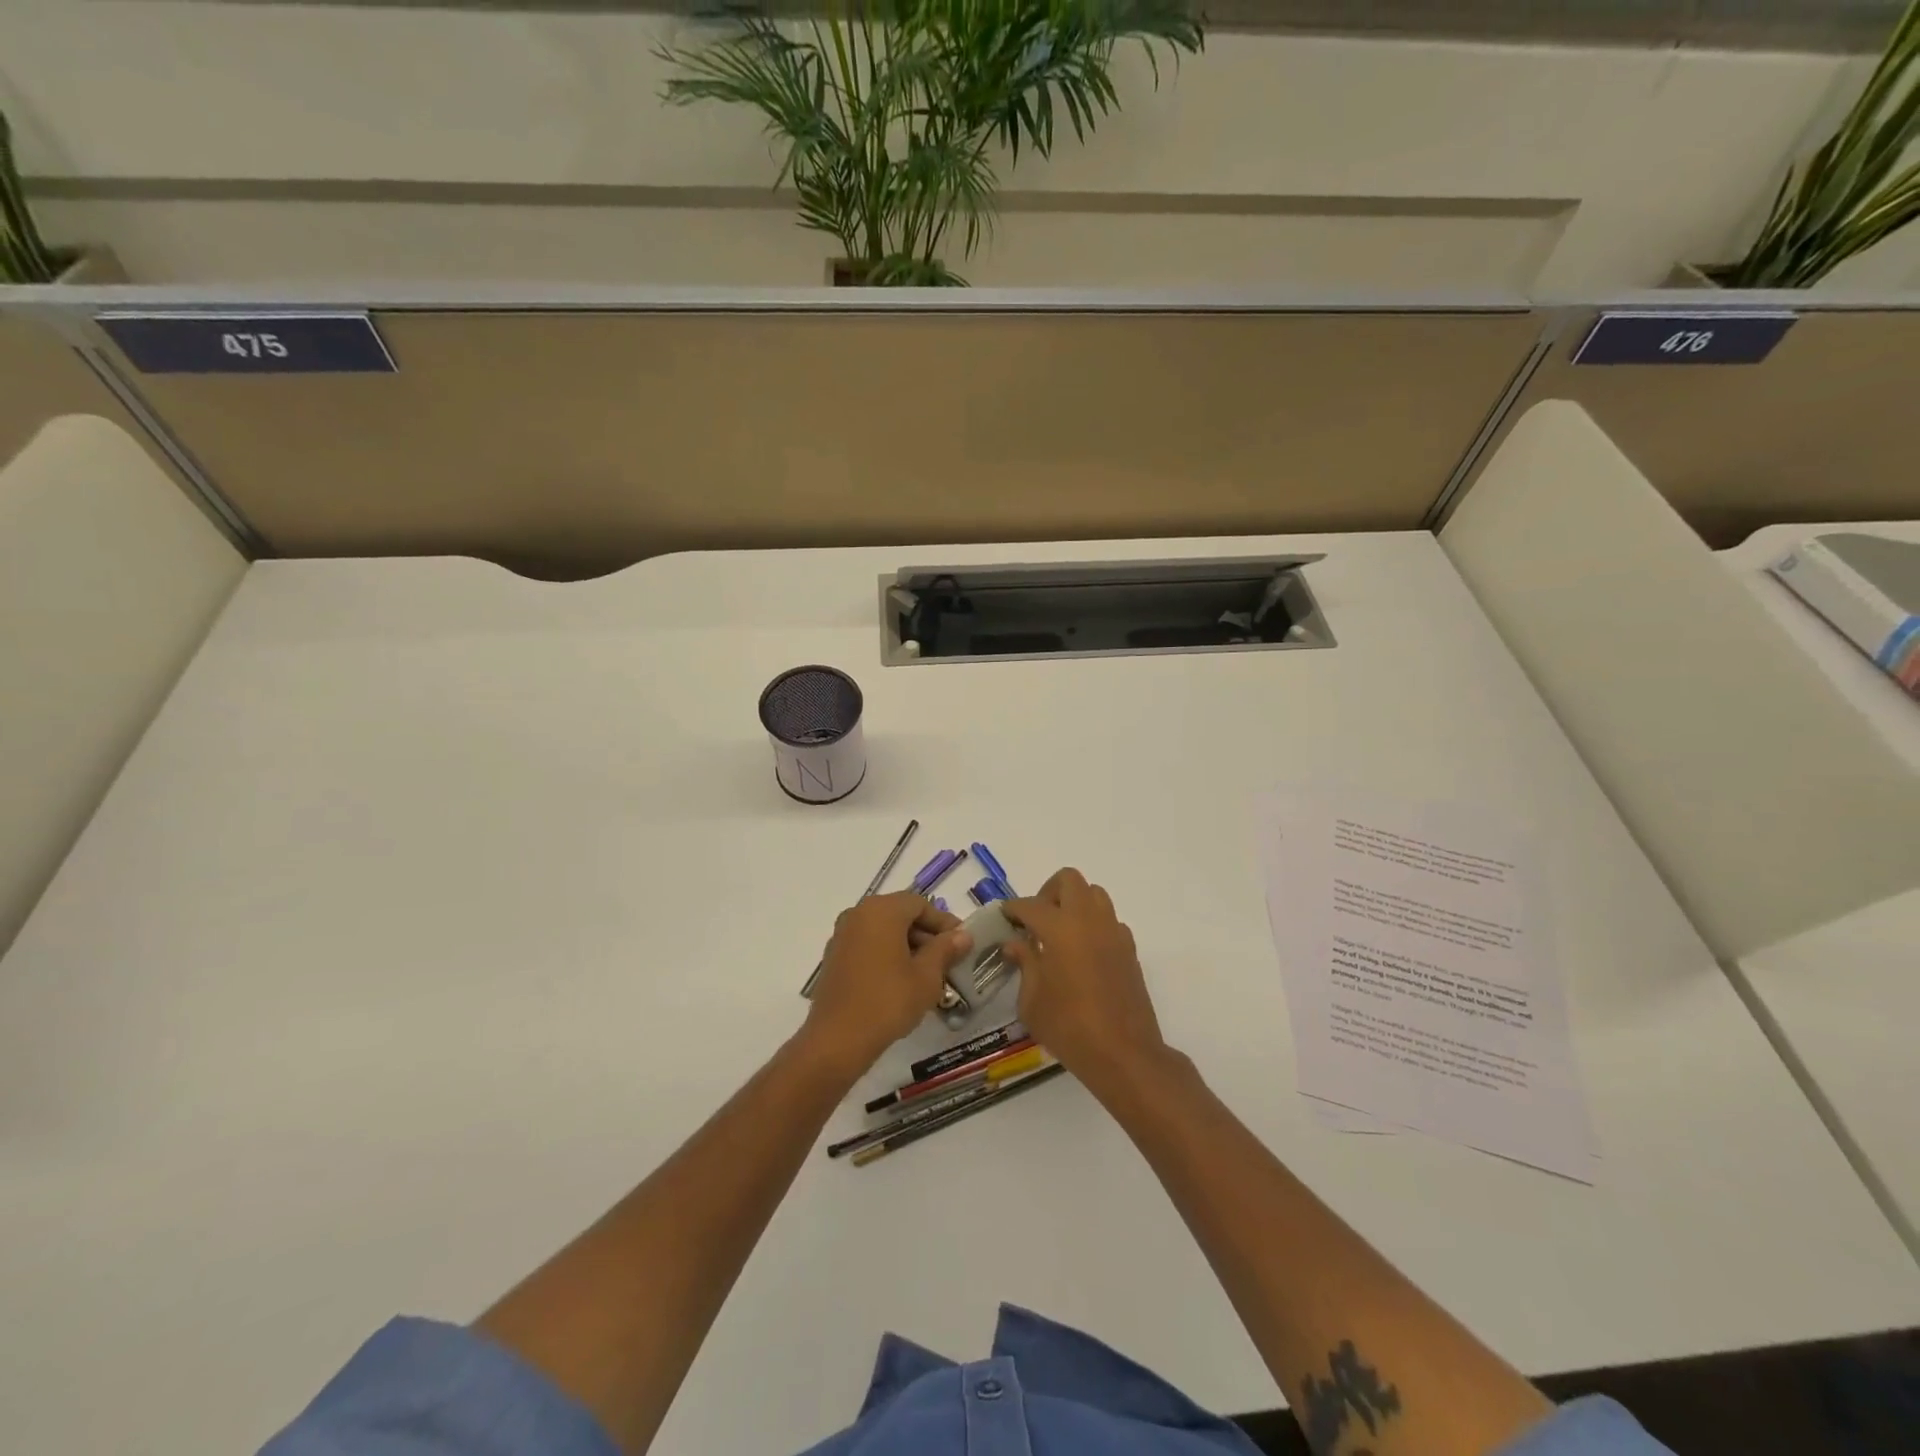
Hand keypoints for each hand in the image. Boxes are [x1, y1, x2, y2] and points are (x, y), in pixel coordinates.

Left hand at [804, 892, 971, 1078]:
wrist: (837, 1040)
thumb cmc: (888, 1001)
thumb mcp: (926, 976)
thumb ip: (945, 949)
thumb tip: (963, 935)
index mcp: (881, 910)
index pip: (920, 904)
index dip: (944, 922)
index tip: (961, 943)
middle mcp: (858, 914)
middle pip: (900, 915)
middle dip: (926, 935)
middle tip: (948, 961)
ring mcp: (842, 935)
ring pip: (884, 931)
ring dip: (908, 946)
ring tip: (928, 975)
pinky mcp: (834, 957)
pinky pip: (868, 945)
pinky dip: (887, 955)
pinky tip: (901, 982)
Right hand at [1002, 868, 1169, 1098]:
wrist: (1124, 1054)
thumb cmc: (1069, 1028)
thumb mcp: (1031, 1001)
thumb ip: (1024, 964)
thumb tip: (1015, 944)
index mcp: (1060, 928)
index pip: (1030, 904)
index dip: (1013, 908)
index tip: (1004, 918)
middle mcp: (1089, 920)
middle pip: (1069, 880)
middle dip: (1048, 892)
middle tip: (1035, 920)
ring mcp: (1113, 932)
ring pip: (1094, 894)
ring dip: (1074, 903)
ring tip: (1059, 933)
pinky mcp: (1129, 949)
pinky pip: (1109, 920)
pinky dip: (1093, 925)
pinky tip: (1082, 954)